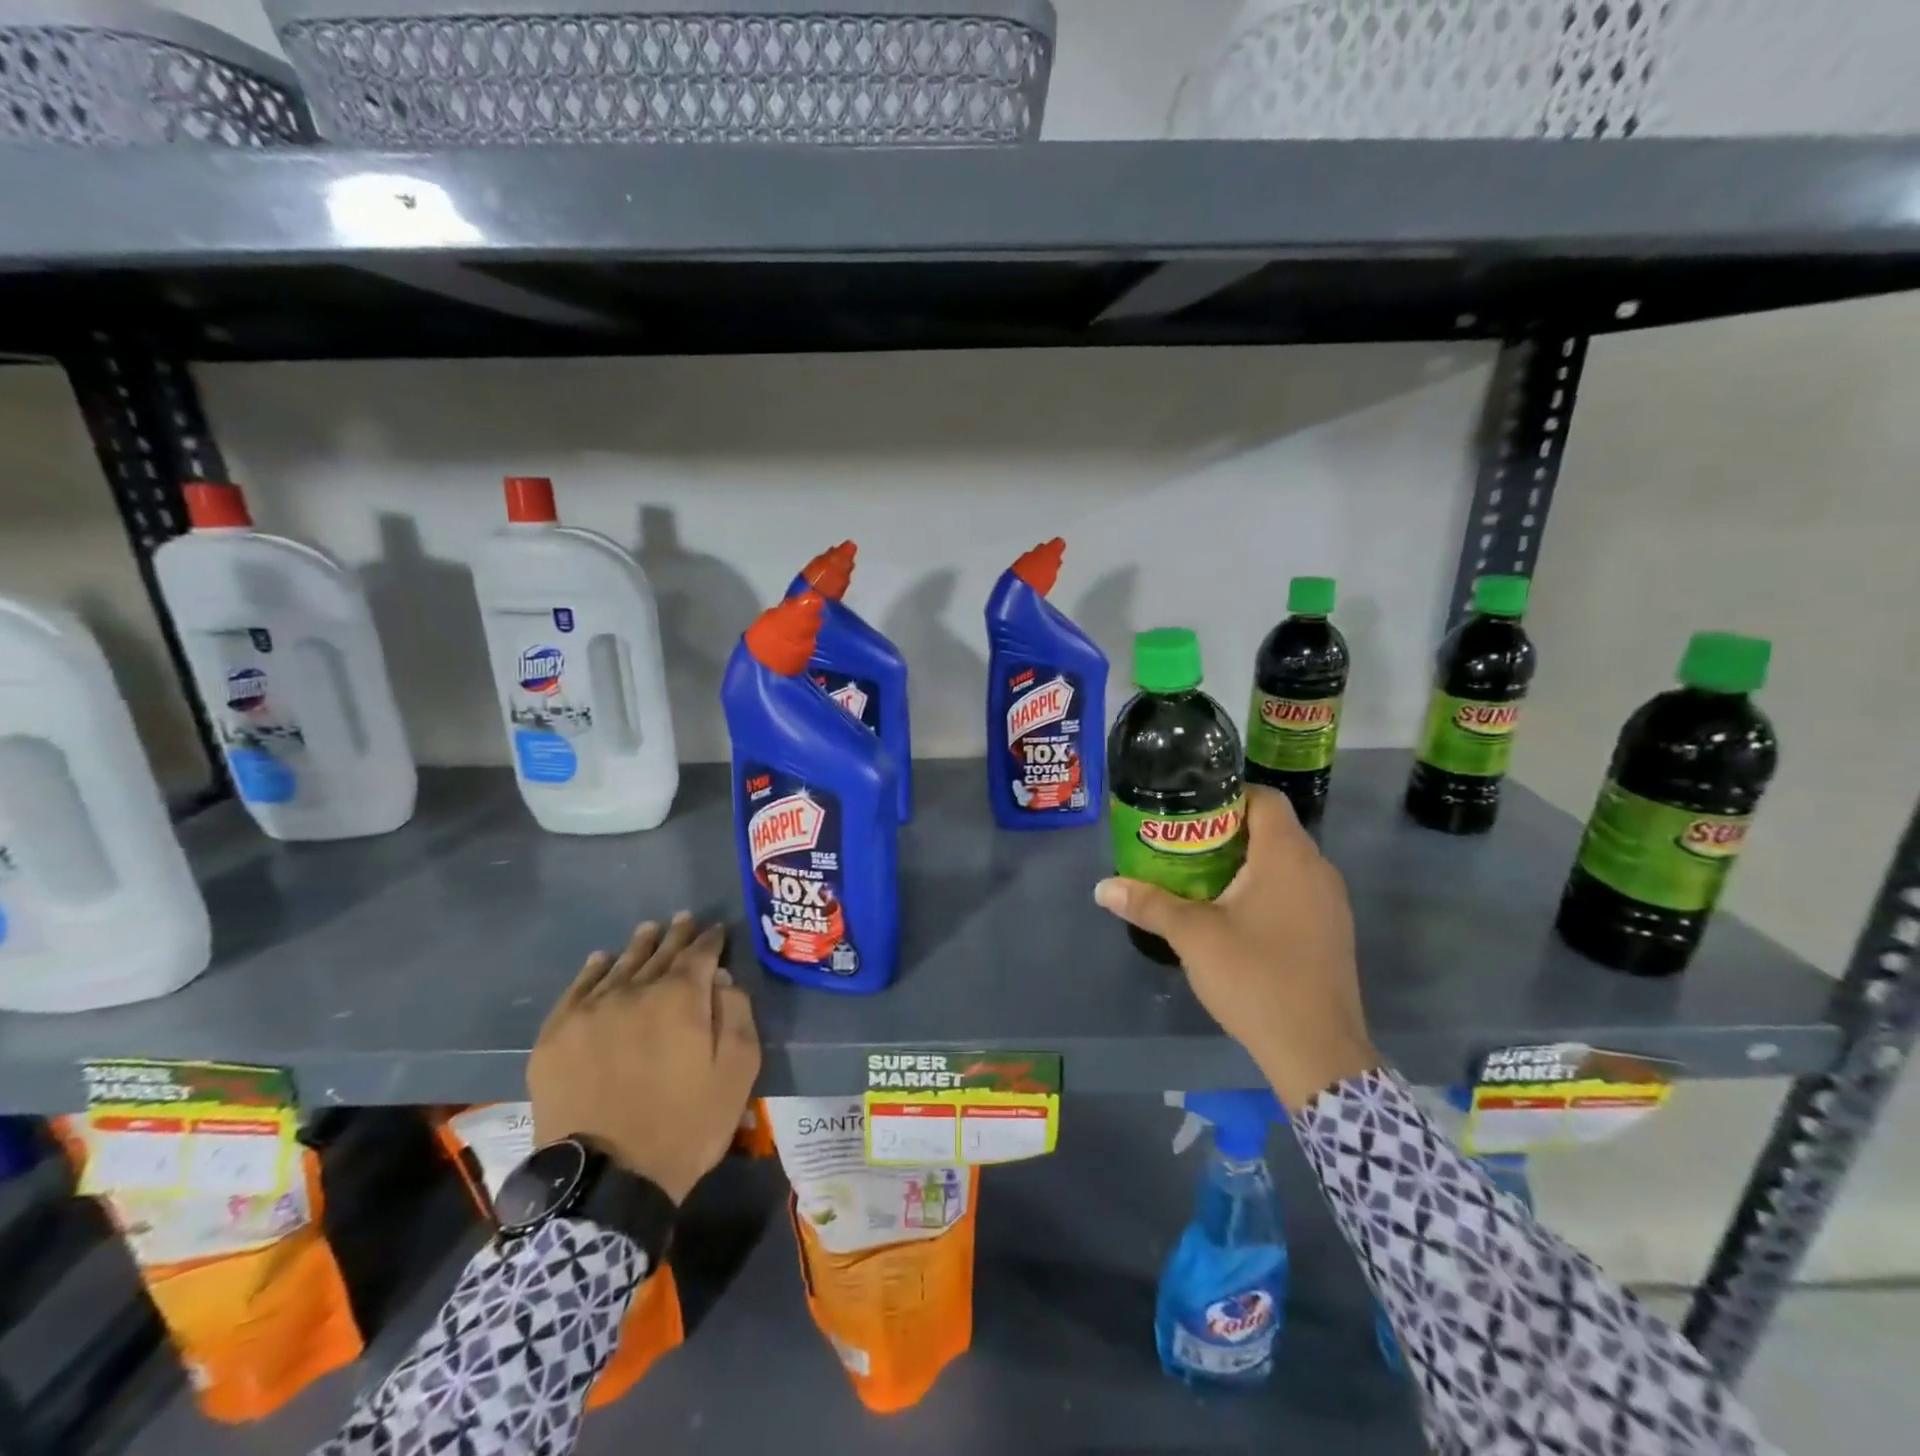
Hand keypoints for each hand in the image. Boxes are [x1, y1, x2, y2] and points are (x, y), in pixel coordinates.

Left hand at [530, 913, 760, 1203]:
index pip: (700, 954)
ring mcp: (590, 1011)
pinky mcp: (556, 1036)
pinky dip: (592, 970)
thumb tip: (720, 979)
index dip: (710, 940)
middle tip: (685, 920)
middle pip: (660, 954)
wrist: (607, 1181)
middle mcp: (635, 991)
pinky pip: (577, 989)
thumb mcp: (736, 1071)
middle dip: (677, 936)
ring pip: (620, 966)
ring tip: (649, 930)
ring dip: (639, 946)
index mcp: (681, 997)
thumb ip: (735, 1014)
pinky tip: (601, 960)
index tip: (716, 930)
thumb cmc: (686, 1125)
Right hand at [1094, 786, 1379, 1111]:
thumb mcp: (1192, 936)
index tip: (1189, 809)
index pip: (1263, 798)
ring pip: (1285, 861)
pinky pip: (1297, 890)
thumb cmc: (1255, 977)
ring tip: (1201, 876)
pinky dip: (1266, 888)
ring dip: (1246, 861)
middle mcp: (1317, 869)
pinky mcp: (1333, 931)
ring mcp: (1331, 902)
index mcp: (1287, 856)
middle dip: (1227, 830)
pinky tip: (1235, 915)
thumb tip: (1102, 887)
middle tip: (1182, 843)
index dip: (1227, 793)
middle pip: (1272, 828)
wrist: (1317, 1051)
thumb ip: (1149, 904)